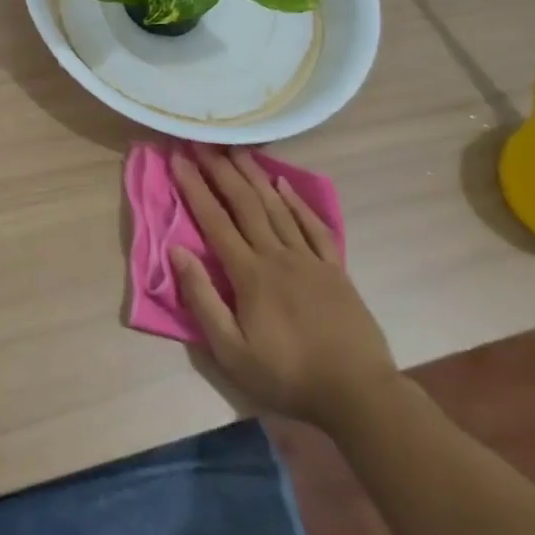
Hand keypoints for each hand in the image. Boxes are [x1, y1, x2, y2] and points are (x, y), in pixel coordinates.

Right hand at [169, 146, 399, 429]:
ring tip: (237, 149)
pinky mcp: (334, 269)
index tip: (178, 160)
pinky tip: (283, 183)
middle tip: (203, 142)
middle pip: (245, 204)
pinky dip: (297, 202)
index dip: (195, 188)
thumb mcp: (231, 351)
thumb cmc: (287, 376)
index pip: (215, 222)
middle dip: (221, 170)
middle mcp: (278, 256)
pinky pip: (314, 226)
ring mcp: (310, 259)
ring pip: (277, 207)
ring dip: (254, 175)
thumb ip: (203, 299)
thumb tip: (177, 252)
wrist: (357, 392)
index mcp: (250, 275)